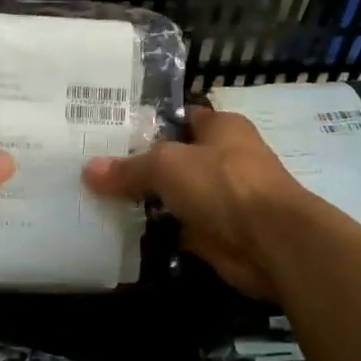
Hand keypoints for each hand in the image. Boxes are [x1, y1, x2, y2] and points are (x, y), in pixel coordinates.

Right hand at [82, 107, 311, 299]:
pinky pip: (177, 229)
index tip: (109, 130)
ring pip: (173, 196)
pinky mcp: (217, 234)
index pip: (179, 117)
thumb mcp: (167, 165)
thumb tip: (88, 171)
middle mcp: (223, 159)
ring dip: (146, 202)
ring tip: (98, 200)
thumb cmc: (223, 184)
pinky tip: (121, 232)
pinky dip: (156, 232)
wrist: (271, 243)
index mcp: (221, 128)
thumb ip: (128, 168)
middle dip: (139, 165)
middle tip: (94, 168)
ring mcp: (221, 199)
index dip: (147, 122)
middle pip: (173, 158)